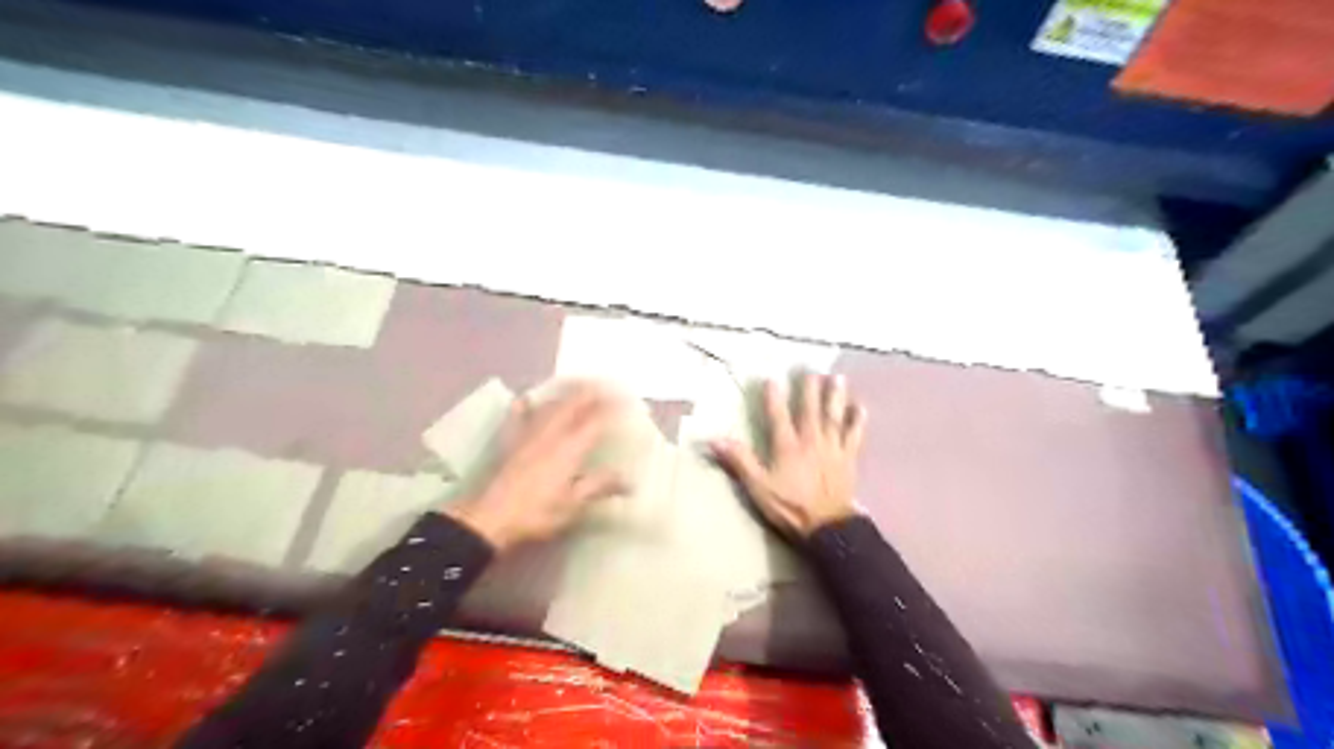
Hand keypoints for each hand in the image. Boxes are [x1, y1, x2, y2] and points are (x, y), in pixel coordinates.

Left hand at [441, 379, 618, 549]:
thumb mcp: (574, 504)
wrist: (490, 518)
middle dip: (591, 392)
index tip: (627, 400)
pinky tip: (525, 399)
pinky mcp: (512, 442)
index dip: (613, 407)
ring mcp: (529, 435)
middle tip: (606, 385)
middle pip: (574, 404)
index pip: (596, 419)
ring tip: (578, 387)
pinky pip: (519, 416)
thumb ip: (600, 486)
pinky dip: (526, 405)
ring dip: (567, 394)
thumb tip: (629, 480)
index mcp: (570, 447)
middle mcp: (552, 433)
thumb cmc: (538, 512)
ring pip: (551, 406)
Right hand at [708, 373, 864, 537]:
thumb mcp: (759, 487)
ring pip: (833, 417)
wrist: (828, 526)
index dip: (774, 397)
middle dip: (809, 389)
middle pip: (810, 410)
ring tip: (837, 377)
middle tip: (810, 369)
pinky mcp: (848, 458)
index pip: (778, 416)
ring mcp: (832, 448)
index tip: (771, 378)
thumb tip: (715, 440)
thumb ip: (740, 461)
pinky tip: (860, 407)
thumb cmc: (790, 507)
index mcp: (788, 446)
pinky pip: (854, 435)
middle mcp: (811, 441)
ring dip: (835, 396)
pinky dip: (857, 421)